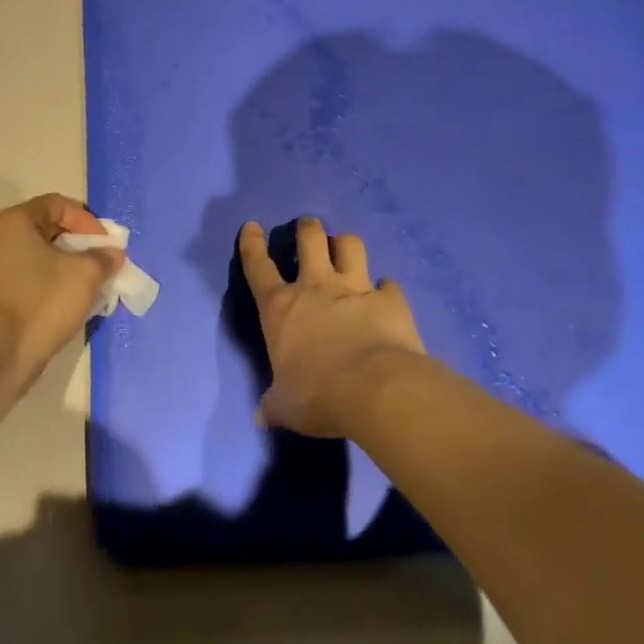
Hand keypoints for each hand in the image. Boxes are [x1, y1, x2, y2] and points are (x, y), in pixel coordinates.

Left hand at [0, 194, 122, 415]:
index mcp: (15, 222)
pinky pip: (28, 280)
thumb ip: (103, 258)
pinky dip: (50, 285)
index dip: (87, 221)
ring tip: (89, 286)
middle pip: (47, 230)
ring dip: (66, 268)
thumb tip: (112, 254)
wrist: (0, 353)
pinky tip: (68, 304)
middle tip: (101, 264)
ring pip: (38, 258)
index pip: (58, 204)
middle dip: (79, 246)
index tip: (104, 245)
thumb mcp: (85, 274)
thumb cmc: (43, 301)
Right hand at [238, 217, 426, 438]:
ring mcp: (355, 289)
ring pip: (351, 245)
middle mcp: (315, 288)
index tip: (252, 226)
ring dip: (346, 243)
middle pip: (310, 240)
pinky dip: (387, 288)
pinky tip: (387, 294)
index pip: (258, 267)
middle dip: (307, 228)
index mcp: (280, 308)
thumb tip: (262, 417)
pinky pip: (389, 284)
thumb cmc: (317, 395)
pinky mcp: (390, 300)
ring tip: (345, 246)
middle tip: (308, 226)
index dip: (252, 244)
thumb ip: (274, 404)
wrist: (375, 389)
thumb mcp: (286, 405)